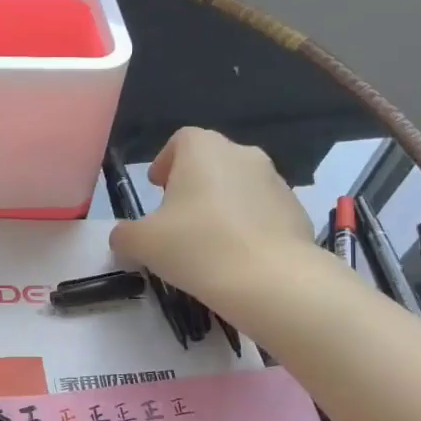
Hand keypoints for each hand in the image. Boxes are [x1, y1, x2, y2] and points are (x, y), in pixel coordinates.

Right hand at [109, 127, 318, 314]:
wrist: (273, 280)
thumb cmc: (198, 247)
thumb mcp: (143, 243)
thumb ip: (125, 235)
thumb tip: (123, 237)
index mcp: (204, 150)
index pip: (181, 140)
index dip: (165, 161)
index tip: (157, 189)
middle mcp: (243, 154)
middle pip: (211, 161)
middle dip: (193, 185)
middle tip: (178, 219)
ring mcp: (276, 181)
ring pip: (239, 186)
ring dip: (222, 205)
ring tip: (209, 242)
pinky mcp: (297, 211)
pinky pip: (263, 212)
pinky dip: (248, 226)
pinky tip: (238, 257)